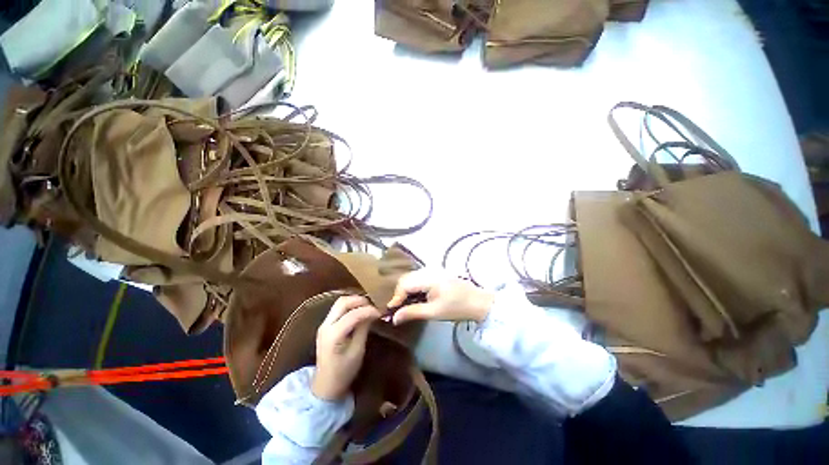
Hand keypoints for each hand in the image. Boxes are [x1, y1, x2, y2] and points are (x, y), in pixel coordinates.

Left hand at [312, 295, 380, 400]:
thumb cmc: (344, 371)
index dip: (368, 310)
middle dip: (360, 300)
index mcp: (333, 335)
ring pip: (339, 303)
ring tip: (368, 306)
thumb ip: (364, 329)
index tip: (380, 312)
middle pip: (343, 302)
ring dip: (354, 301)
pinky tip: (360, 311)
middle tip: (374, 305)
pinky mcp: (325, 325)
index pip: (353, 314)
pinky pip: (338, 309)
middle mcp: (326, 325)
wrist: (325, 385)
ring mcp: (323, 324)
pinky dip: (350, 306)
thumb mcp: (357, 351)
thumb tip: (374, 313)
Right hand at [387, 268, 494, 324]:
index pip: (404, 284)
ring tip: (405, 305)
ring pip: (412, 278)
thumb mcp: (434, 312)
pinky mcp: (436, 274)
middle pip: (406, 279)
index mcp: (428, 278)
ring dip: (406, 290)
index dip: (396, 297)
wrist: (478, 302)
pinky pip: (419, 278)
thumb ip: (412, 312)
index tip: (390, 311)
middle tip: (397, 309)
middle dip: (399, 293)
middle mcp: (429, 270)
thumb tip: (394, 318)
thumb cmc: (457, 308)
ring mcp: (433, 271)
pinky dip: (414, 288)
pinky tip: (416, 298)